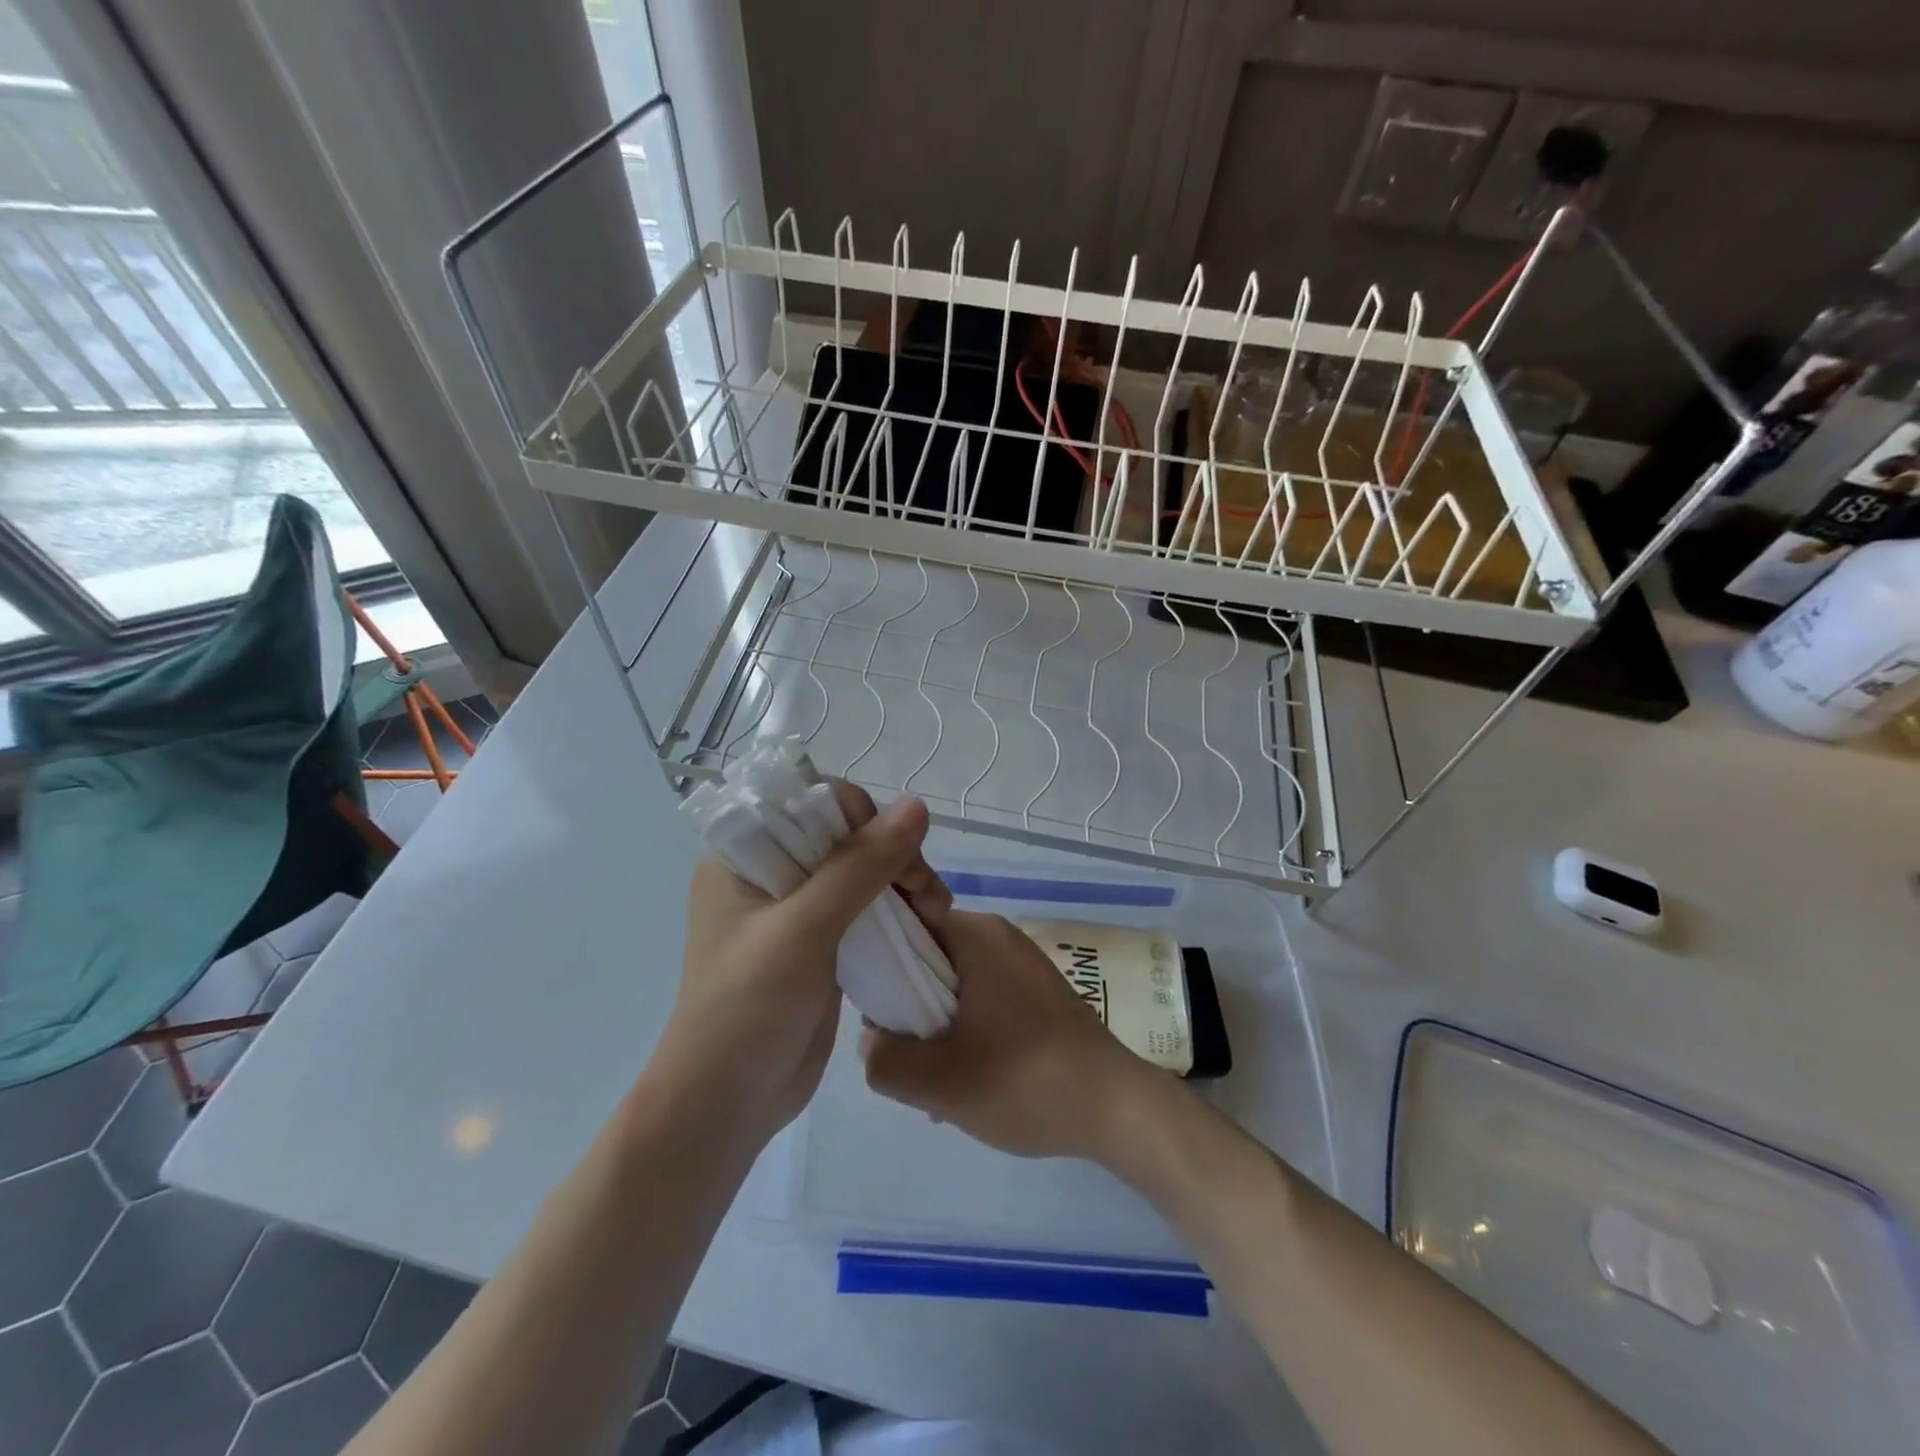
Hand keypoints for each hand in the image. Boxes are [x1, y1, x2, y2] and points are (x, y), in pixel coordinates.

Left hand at [652, 783, 949, 1148]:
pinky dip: (898, 912)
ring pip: (863, 871)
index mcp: (744, 854)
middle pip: (846, 836)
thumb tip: (918, 805)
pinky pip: (867, 908)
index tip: (898, 857)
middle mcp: (769, 872)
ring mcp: (796, 909)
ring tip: (936, 913)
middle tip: (929, 896)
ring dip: (904, 883)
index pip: (813, 803)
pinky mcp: (820, 943)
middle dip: (894, 856)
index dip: (863, 819)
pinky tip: (925, 925)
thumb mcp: (804, 929)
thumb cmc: (747, 1009)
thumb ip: (860, 866)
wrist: (726, 1106)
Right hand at [860, 910, 1161, 1162]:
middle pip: (928, 955)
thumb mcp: (940, 1083)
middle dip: (907, 1002)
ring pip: (954, 981)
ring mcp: (1021, 962)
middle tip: (899, 1050)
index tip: (865, 1003)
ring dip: (935, 1022)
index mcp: (975, 934)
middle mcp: (998, 935)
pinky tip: (967, 1075)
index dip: (876, 959)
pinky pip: (982, 996)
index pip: (905, 923)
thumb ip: (885, 1061)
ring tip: (933, 1075)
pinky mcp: (1038, 991)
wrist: (1116, 1107)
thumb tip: (871, 1040)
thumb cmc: (1025, 1081)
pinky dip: (965, 1027)